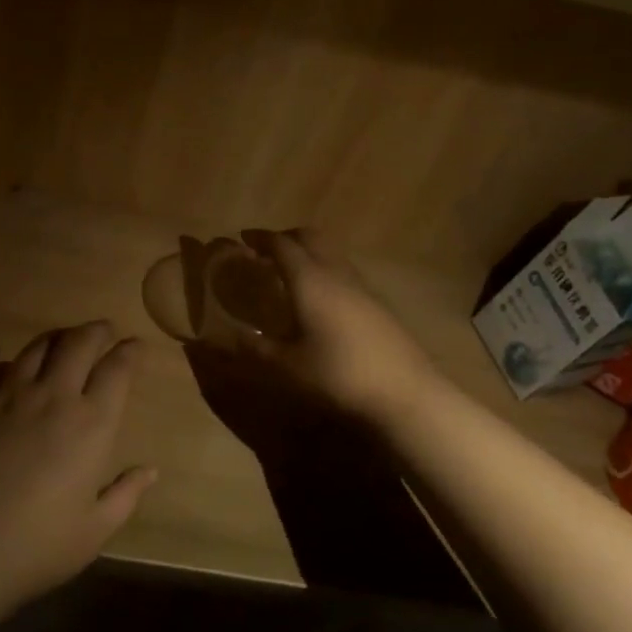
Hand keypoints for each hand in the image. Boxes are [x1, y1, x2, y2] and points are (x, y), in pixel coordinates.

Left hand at [0, 321, 155, 631]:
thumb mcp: (93, 531)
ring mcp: (2, 393)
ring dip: (54, 338)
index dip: (130, 352)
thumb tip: (151, 470)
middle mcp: (49, 396)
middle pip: (78, 343)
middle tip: (102, 332)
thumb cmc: (34, 548)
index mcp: (89, 424)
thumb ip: (125, 495)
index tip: (135, 345)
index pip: (118, 370)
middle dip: (96, 331)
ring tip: (60, 343)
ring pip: (34, 346)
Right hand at [234, 228, 433, 421]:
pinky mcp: (378, 304)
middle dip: (286, 238)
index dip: (260, 238)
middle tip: (265, 252)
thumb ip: (254, 348)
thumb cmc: (337, 375)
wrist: (405, 393)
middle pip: (311, 238)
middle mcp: (336, 274)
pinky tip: (319, 300)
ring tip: (290, 274)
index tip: (243, 239)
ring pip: (331, 253)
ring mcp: (362, 287)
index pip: (282, 245)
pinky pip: (344, 272)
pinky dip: (325, 271)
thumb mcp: (286, 367)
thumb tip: (226, 336)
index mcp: (309, 281)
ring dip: (308, 253)